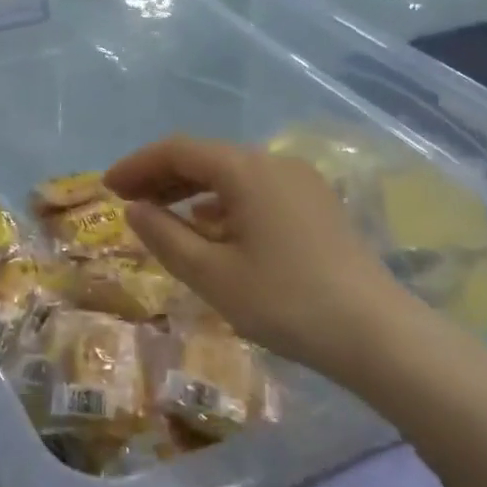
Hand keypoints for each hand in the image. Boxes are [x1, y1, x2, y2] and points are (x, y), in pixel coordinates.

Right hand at [104, 137, 420, 382]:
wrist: (379, 336)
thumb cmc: (286, 302)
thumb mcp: (212, 274)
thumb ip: (165, 236)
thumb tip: (135, 209)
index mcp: (246, 170)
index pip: (177, 150)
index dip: (137, 164)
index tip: (107, 187)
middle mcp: (274, 163)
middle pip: (204, 157)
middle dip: (160, 176)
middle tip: (127, 201)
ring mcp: (299, 183)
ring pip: (230, 174)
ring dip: (190, 189)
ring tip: (160, 215)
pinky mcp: (314, 206)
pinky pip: (253, 190)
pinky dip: (220, 203)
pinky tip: (209, 230)